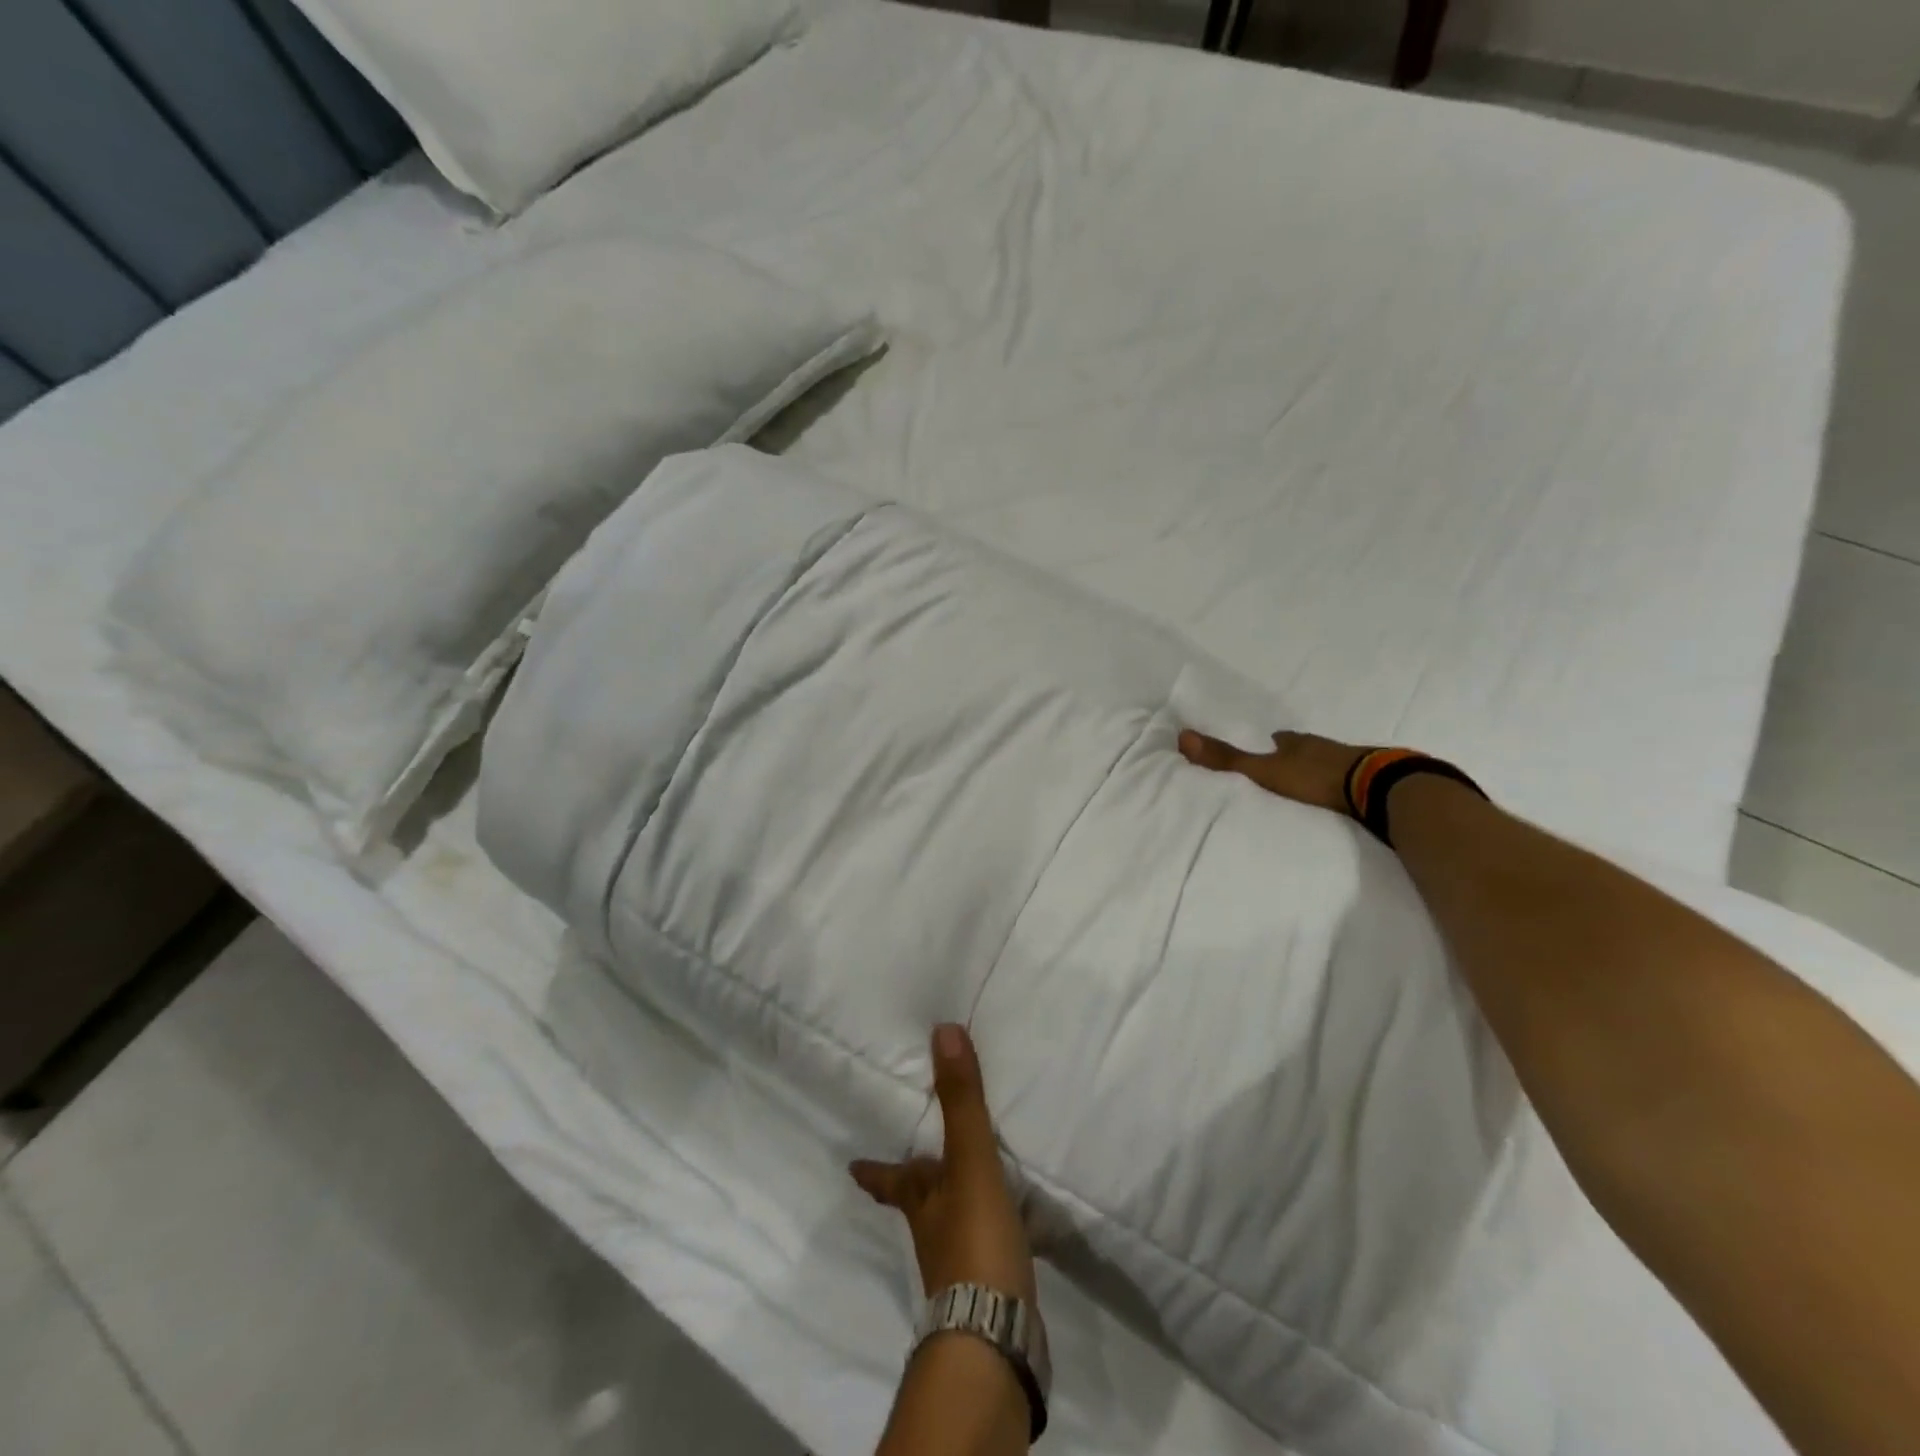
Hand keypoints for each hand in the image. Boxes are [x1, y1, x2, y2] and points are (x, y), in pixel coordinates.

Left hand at [851, 1025, 1036, 1305]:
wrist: (996, 1335)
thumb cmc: (973, 1239)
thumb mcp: (969, 1161)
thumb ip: (960, 1100)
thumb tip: (942, 1030)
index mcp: (923, 1200)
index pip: (891, 1178)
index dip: (873, 1170)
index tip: (850, 1165)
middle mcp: (935, 1230)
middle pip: (921, 1201)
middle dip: (921, 1184)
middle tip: (924, 1164)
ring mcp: (962, 1264)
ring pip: (954, 1223)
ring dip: (960, 1203)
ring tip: (978, 1185)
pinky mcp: (992, 1285)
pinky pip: (990, 1245)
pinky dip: (997, 1230)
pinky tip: (1018, 1226)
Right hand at [1177, 728, 1368, 814]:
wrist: (1374, 787)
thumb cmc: (1314, 777)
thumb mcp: (1264, 770)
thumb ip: (1227, 760)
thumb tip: (1182, 736)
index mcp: (1297, 743)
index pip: (1281, 738)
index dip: (1274, 741)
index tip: (1269, 743)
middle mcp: (1323, 747)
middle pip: (1306, 748)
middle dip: (1297, 754)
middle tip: (1287, 762)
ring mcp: (1351, 760)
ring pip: (1329, 760)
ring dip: (1320, 768)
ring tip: (1310, 781)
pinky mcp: (1372, 778)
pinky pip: (1351, 777)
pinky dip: (1342, 782)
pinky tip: (1340, 793)